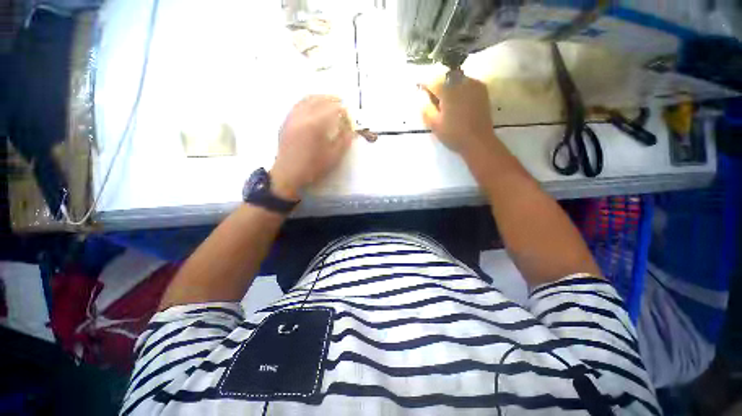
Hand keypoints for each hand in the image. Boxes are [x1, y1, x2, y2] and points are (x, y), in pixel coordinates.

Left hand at [271, 95, 353, 199]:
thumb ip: (344, 141)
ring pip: (306, 99)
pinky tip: (312, 106)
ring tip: (328, 100)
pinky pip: (298, 104)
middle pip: (318, 100)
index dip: (342, 110)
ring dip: (319, 97)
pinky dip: (308, 101)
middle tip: (341, 101)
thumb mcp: (333, 156)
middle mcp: (302, 116)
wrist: (288, 174)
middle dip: (331, 99)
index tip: (349, 113)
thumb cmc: (313, 167)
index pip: (332, 109)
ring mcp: (292, 117)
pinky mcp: (286, 121)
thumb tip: (351, 129)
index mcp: (315, 125)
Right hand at [421, 74, 494, 152]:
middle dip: (437, 85)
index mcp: (448, 90)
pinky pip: (466, 84)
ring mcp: (474, 84)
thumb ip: (426, 108)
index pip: (432, 81)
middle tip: (432, 97)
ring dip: (449, 86)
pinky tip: (457, 101)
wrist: (478, 141)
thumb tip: (422, 96)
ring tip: (445, 100)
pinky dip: (459, 89)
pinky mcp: (482, 90)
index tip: (419, 88)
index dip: (424, 84)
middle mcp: (462, 81)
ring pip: (456, 80)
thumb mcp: (434, 124)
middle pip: (445, 78)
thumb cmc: (454, 134)